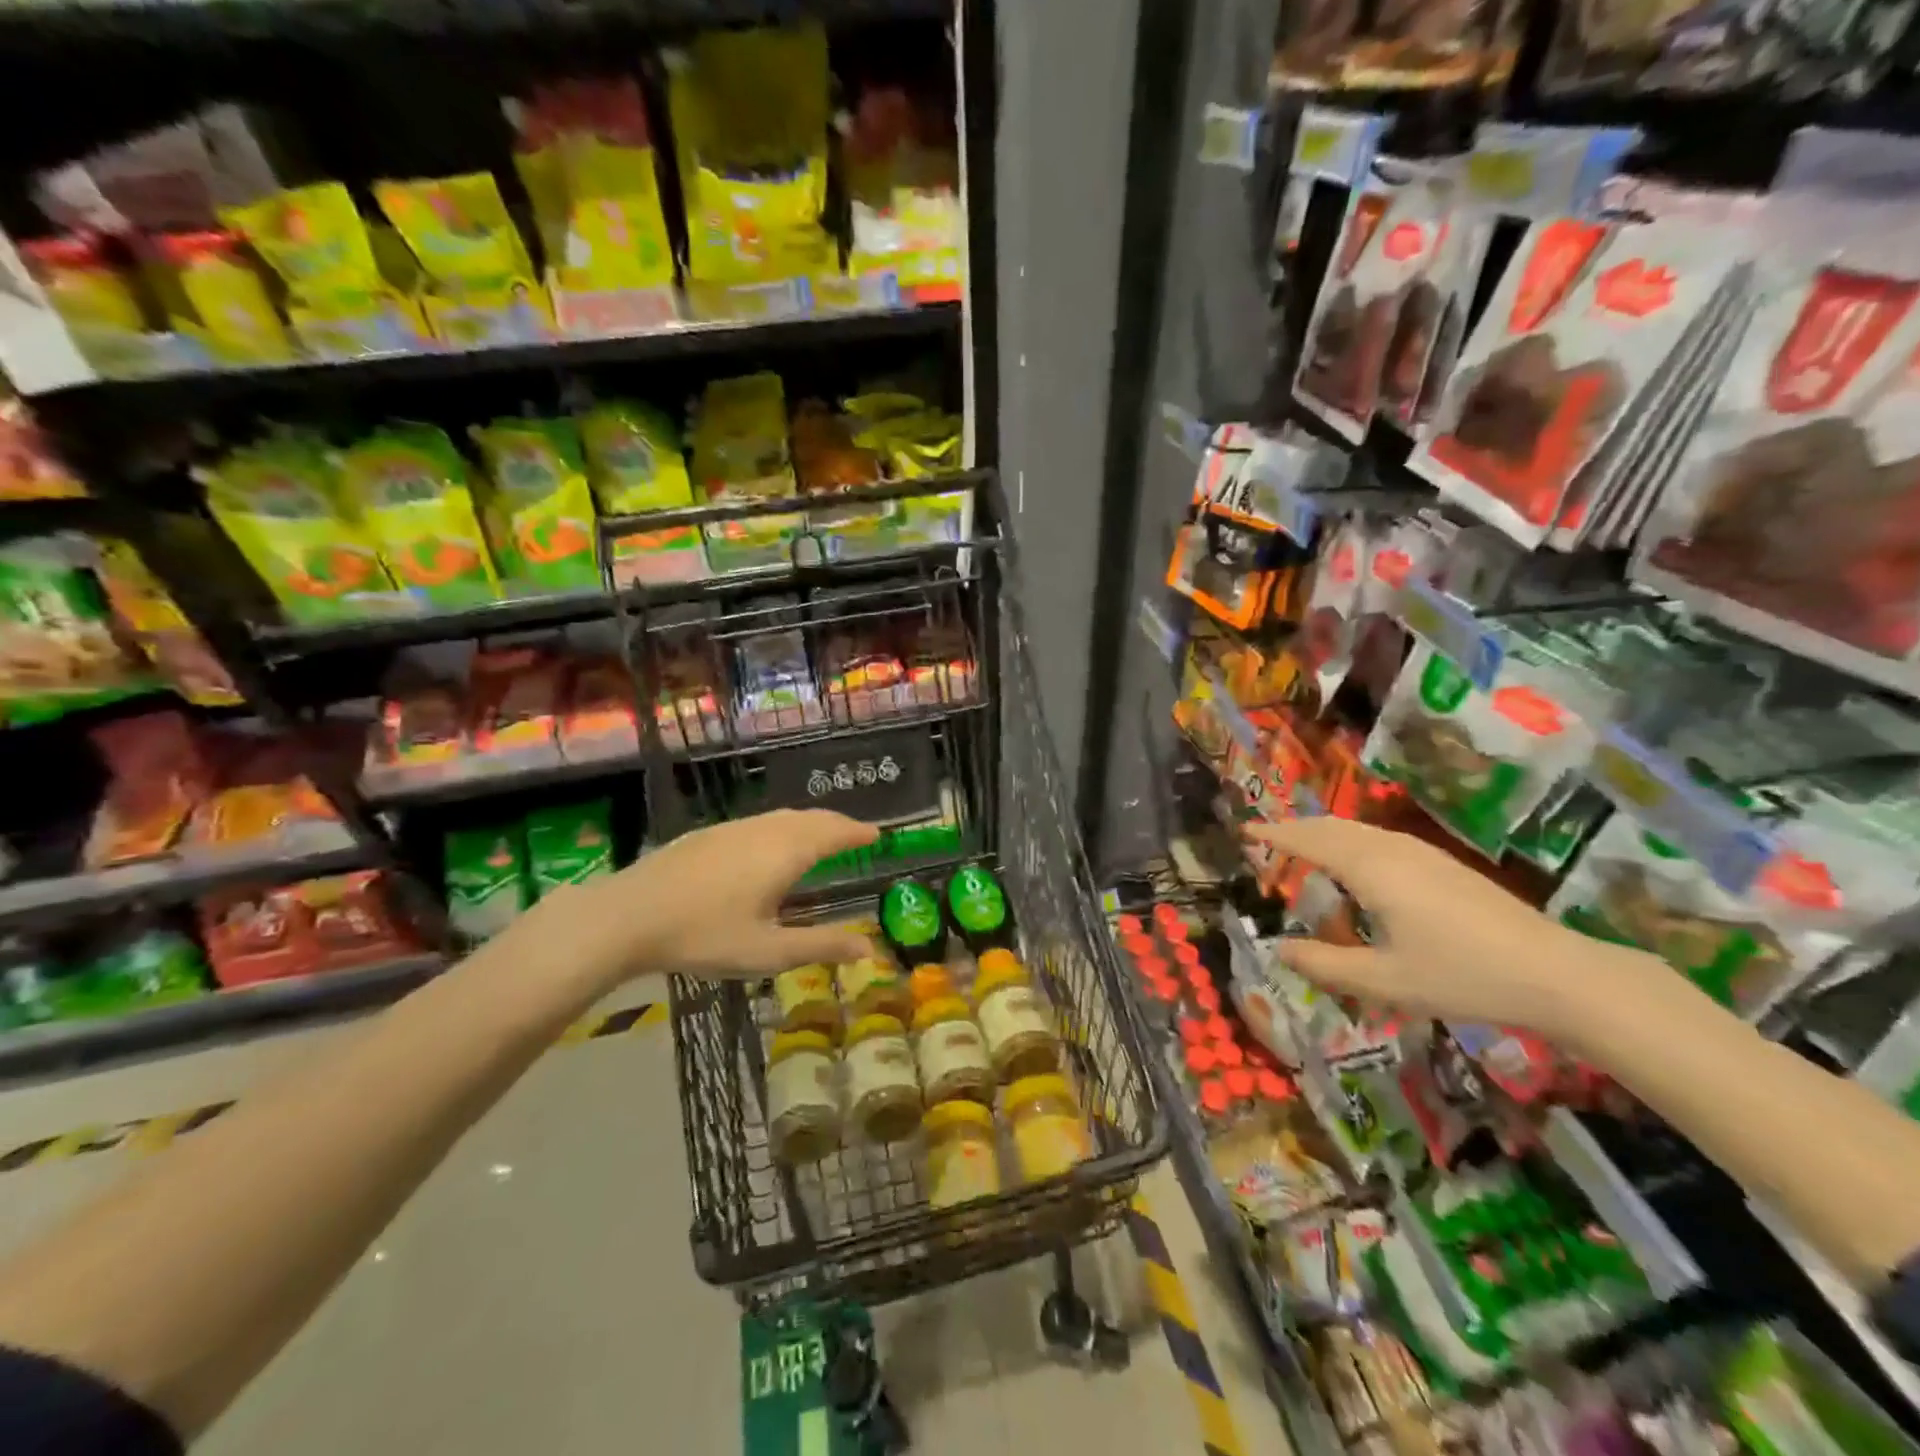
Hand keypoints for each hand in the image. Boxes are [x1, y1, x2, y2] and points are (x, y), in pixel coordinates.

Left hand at [532, 810, 878, 992]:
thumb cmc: (705, 935)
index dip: (857, 833)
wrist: (627, 915)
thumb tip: (869, 949)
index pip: (833, 833)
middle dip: (837, 824)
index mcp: (786, 852)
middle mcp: (765, 830)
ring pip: (783, 817)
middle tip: (855, 834)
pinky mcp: (708, 835)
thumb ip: (820, 946)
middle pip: (811, 818)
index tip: (877, 834)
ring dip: (810, 823)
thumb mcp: (768, 951)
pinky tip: (770, 845)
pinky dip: (783, 827)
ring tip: (820, 837)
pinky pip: (761, 822)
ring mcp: (734, 829)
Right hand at [1247, 817, 1658, 1039]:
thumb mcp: (1384, 981)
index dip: (1274, 835)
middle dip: (1295, 828)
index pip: (1309, 841)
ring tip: (1302, 846)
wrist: (1557, 974)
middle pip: (1332, 827)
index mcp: (1371, 870)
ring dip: (1324, 832)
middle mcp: (1392, 850)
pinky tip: (1357, 863)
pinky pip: (1379, 839)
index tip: (1245, 830)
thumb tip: (1279, 950)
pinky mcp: (1444, 865)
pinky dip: (1350, 841)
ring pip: (1358, 830)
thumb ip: (1325, 964)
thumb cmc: (1462, 976)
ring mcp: (1422, 854)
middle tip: (1266, 838)